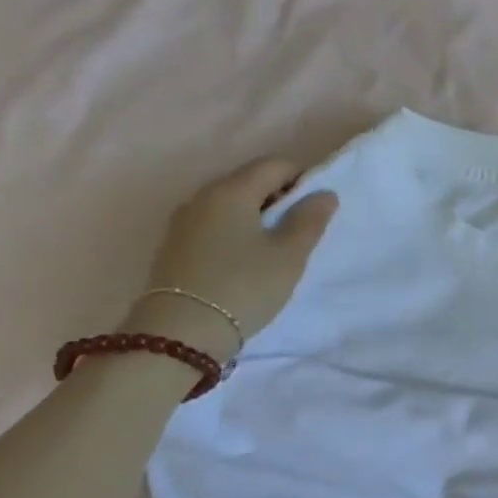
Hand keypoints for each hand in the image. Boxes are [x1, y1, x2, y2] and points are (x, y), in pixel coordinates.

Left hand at [123, 158, 336, 358]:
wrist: (180, 333)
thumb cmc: (244, 286)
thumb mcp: (289, 255)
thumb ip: (309, 220)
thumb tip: (324, 194)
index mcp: (232, 190)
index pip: (274, 164)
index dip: (302, 178)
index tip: (316, 209)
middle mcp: (202, 196)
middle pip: (249, 181)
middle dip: (278, 197)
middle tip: (299, 231)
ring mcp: (183, 221)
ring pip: (229, 204)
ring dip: (256, 216)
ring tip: (273, 249)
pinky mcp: (174, 246)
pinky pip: (213, 224)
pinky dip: (234, 232)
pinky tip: (244, 261)